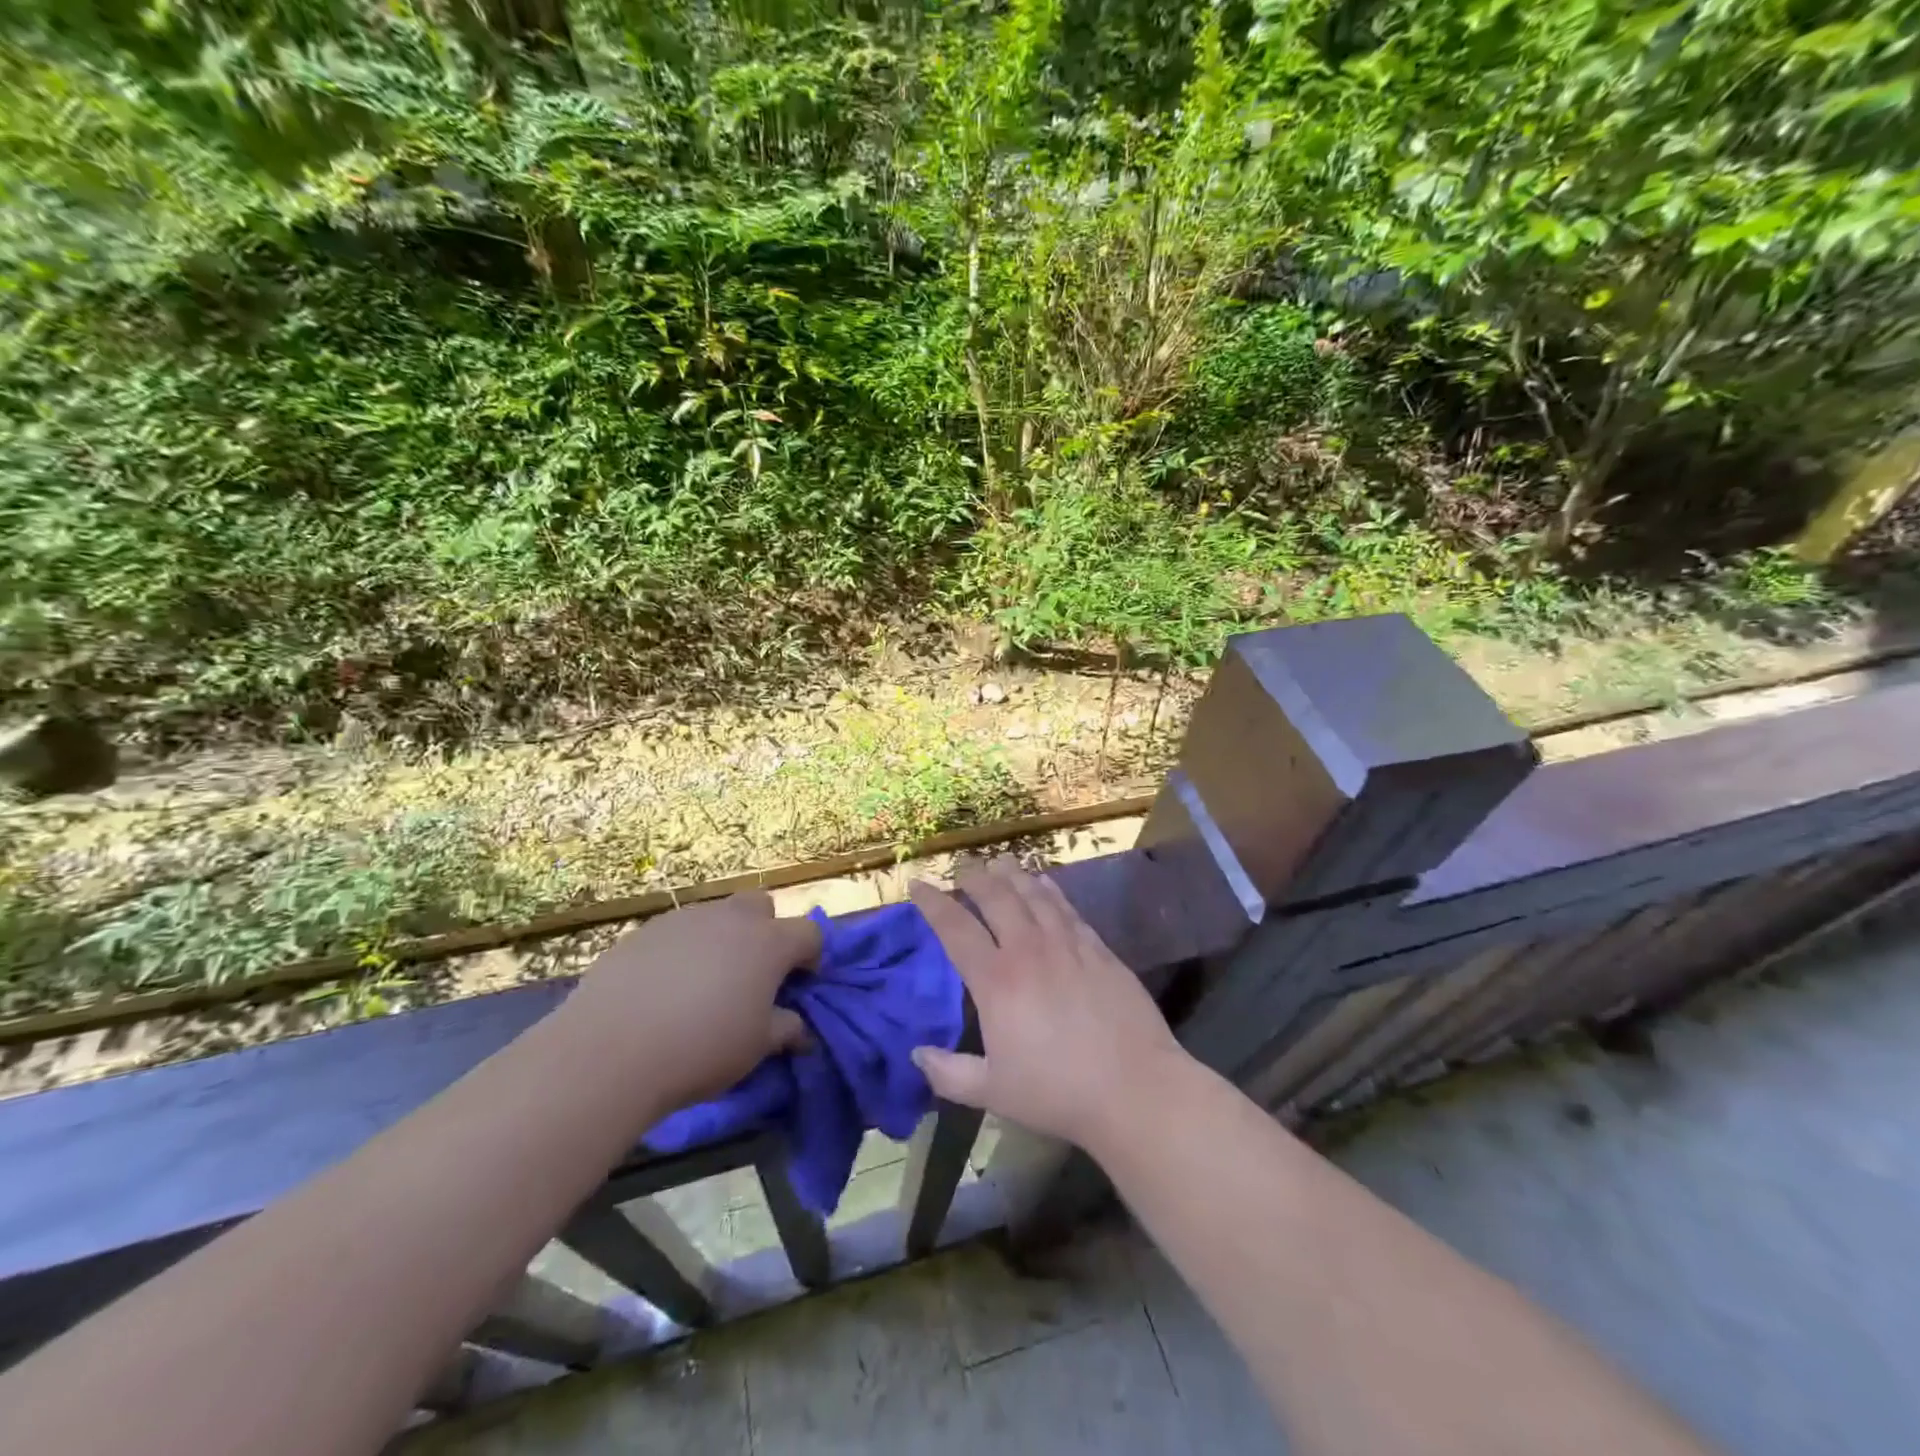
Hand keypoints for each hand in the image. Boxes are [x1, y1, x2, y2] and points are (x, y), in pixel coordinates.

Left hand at [560, 892, 821, 1111]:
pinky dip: (681, 952)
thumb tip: (800, 1030)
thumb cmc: (702, 1047)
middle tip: (752, 974)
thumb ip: (785, 1030)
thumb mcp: (756, 1047)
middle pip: (761, 906)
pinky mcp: (644, 931)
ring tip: (703, 985)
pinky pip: (677, 933)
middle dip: (765, 931)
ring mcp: (685, 919)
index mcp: (769, 942)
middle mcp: (731, 919)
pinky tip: (663, 989)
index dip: (810, 956)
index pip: (809, 932)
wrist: (611, 1050)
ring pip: (716, 917)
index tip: (798, 984)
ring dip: (721, 940)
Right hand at [908, 858, 1188, 1154]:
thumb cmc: (1058, 1092)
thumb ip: (948, 1073)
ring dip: (1013, 875)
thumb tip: (916, 1053)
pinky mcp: (1098, 950)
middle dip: (975, 877)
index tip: (917, 884)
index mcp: (996, 981)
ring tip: (1000, 862)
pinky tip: (1045, 883)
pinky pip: (1067, 908)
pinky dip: (1050, 891)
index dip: (933, 903)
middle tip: (962, 866)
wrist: (1134, 1088)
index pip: (955, 929)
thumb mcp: (993, 1091)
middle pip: (996, 898)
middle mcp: (1029, 951)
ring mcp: (1067, 945)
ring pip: (1034, 895)